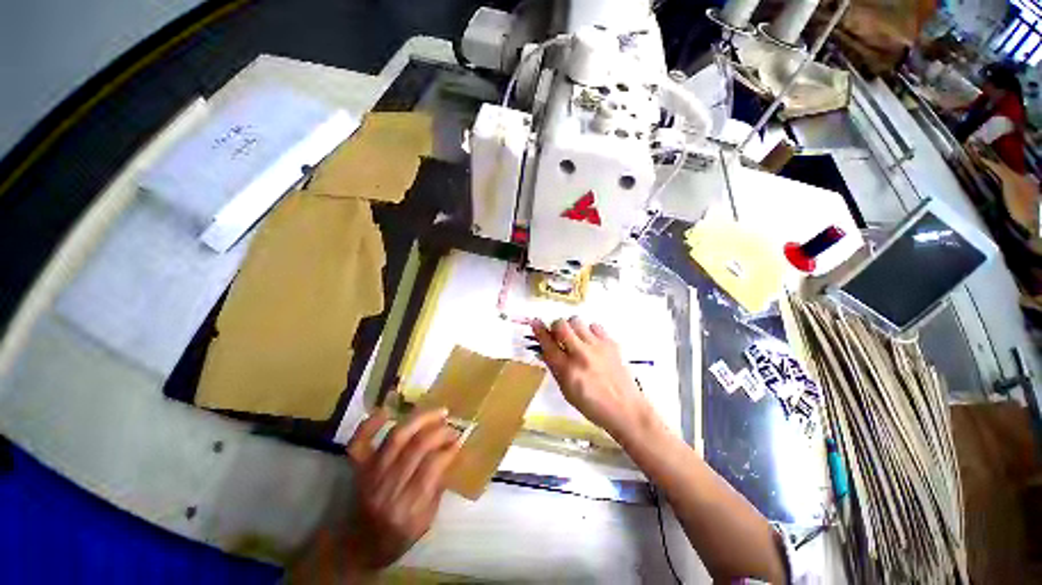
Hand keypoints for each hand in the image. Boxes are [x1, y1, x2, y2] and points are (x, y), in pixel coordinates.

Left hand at [344, 408, 459, 569]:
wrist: (358, 547)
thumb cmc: (398, 536)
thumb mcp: (426, 521)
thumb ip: (437, 486)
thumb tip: (451, 451)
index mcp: (407, 509)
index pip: (432, 468)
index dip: (449, 448)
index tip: (460, 438)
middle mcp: (387, 489)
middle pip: (416, 447)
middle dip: (439, 431)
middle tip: (452, 425)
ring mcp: (369, 475)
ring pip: (396, 437)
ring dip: (421, 419)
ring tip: (439, 412)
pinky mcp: (358, 467)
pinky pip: (360, 441)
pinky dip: (370, 423)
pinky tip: (386, 411)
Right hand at [531, 317, 656, 439]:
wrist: (626, 409)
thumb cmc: (592, 406)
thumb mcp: (567, 391)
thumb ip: (555, 368)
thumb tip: (545, 350)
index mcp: (567, 370)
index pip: (548, 344)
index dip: (539, 330)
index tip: (535, 321)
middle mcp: (580, 354)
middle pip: (561, 325)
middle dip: (556, 326)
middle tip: (558, 334)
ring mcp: (597, 347)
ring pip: (577, 321)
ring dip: (572, 327)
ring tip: (577, 337)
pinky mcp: (611, 343)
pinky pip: (595, 325)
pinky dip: (590, 331)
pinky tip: (592, 342)